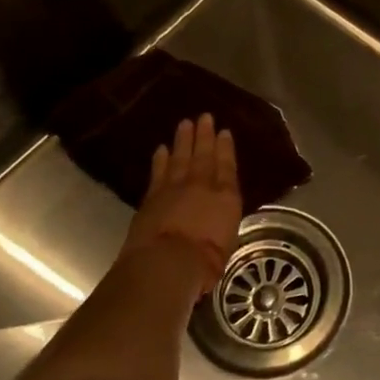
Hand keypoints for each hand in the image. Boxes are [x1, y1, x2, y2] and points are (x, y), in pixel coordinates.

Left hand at [123, 114, 241, 298]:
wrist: (167, 262)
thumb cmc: (205, 262)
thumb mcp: (226, 243)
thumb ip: (222, 224)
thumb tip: (218, 220)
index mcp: (226, 198)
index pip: (227, 167)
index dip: (226, 148)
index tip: (224, 132)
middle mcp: (202, 186)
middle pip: (204, 155)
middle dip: (205, 136)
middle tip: (204, 117)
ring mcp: (175, 188)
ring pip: (181, 157)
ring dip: (183, 140)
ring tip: (185, 124)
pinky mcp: (152, 196)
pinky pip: (158, 171)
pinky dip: (161, 159)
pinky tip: (161, 148)